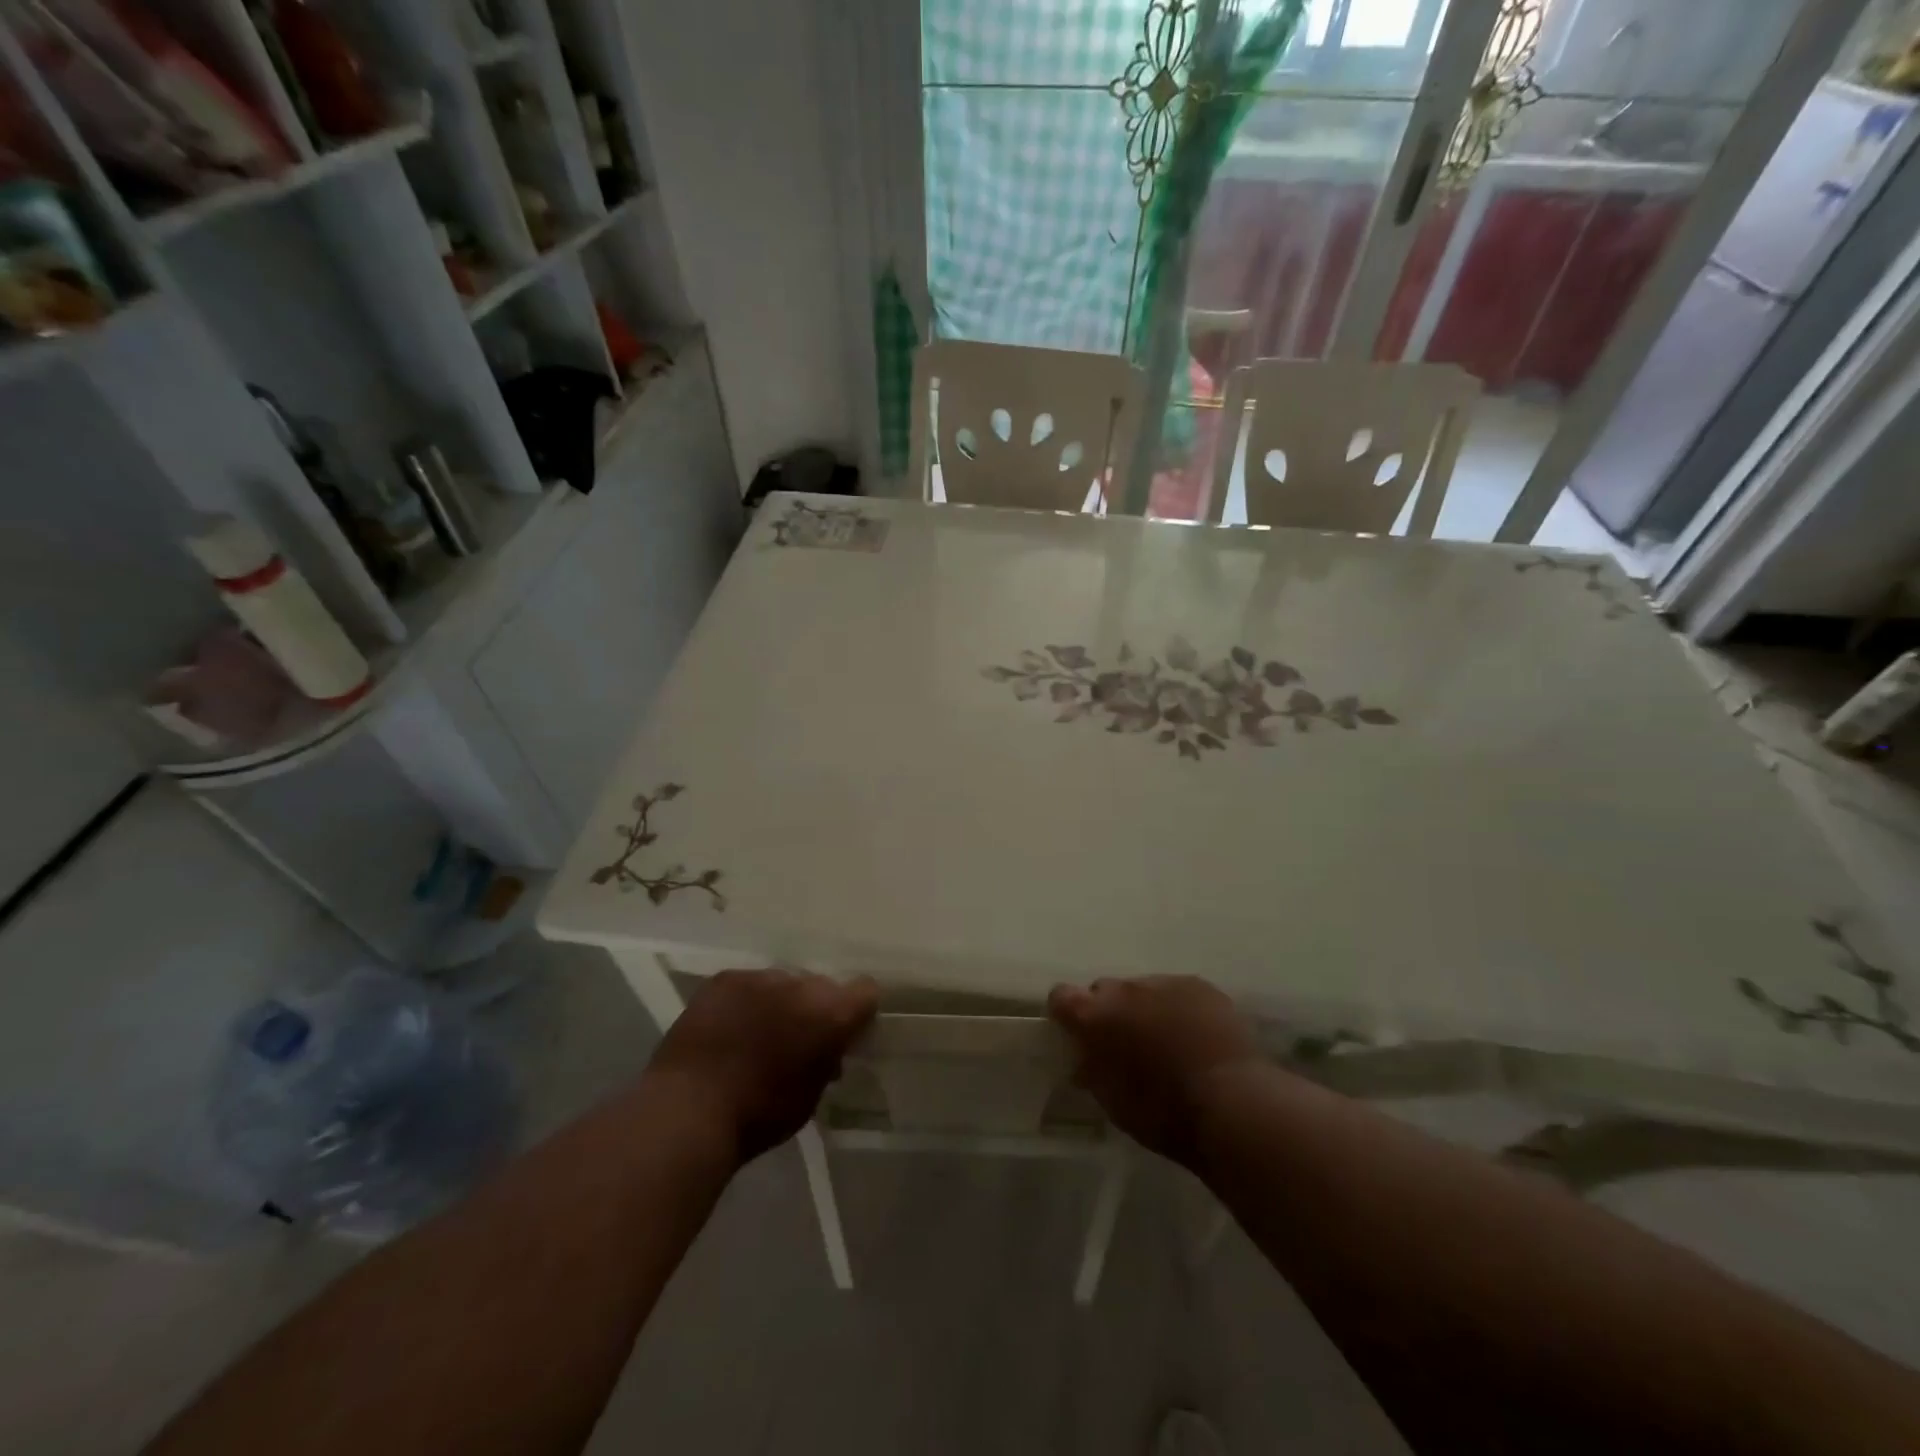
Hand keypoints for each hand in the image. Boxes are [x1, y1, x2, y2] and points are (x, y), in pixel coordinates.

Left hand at [647, 970, 877, 1163]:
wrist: (690, 1110)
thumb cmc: (759, 1115)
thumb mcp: (811, 1096)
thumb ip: (827, 1061)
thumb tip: (828, 1050)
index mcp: (831, 1013)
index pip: (865, 991)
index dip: (858, 1011)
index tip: (845, 1033)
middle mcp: (801, 985)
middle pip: (821, 985)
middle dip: (814, 1008)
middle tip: (796, 1039)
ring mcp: (760, 977)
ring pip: (782, 983)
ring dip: (778, 1003)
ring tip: (756, 1033)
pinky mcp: (725, 979)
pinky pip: (747, 984)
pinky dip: (745, 1001)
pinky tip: (728, 1027)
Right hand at [1048, 975, 1265, 1164]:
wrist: (1231, 1104)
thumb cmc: (1163, 1113)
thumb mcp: (1112, 1102)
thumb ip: (1092, 1070)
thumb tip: (1085, 1058)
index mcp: (1094, 1016)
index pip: (1061, 996)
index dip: (1066, 1014)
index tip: (1076, 1034)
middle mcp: (1124, 989)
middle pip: (1105, 989)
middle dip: (1110, 1012)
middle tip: (1126, 1044)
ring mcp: (1164, 982)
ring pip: (1144, 990)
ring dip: (1147, 1009)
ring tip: (1168, 1042)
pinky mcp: (1199, 985)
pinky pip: (1178, 991)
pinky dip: (1179, 1009)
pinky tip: (1196, 1037)